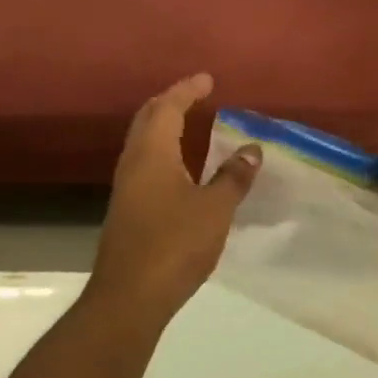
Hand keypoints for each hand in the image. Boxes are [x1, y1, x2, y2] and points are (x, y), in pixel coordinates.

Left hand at [89, 74, 262, 316]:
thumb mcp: (215, 209)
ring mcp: (126, 188)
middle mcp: (133, 163)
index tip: (207, 79)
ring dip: (164, 126)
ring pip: (143, 142)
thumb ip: (233, 176)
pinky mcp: (127, 210)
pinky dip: (163, 151)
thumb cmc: (174, 244)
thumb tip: (251, 148)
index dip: (187, 90)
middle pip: (147, 119)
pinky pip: (145, 163)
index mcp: (152, 154)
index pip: (167, 108)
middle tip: (194, 95)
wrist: (129, 297)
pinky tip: (181, 167)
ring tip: (190, 123)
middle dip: (170, 102)